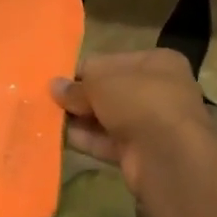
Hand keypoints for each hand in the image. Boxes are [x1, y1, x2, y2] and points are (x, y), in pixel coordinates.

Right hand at [52, 49, 215, 197]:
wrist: (168, 155)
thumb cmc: (139, 101)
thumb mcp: (100, 82)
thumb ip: (76, 86)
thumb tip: (54, 86)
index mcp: (157, 63)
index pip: (111, 61)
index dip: (83, 70)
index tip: (57, 79)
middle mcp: (158, 91)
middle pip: (109, 90)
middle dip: (81, 97)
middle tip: (48, 100)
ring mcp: (151, 124)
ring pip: (107, 118)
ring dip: (80, 119)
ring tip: (47, 118)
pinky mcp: (141, 153)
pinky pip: (108, 142)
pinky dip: (86, 140)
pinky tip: (60, 138)